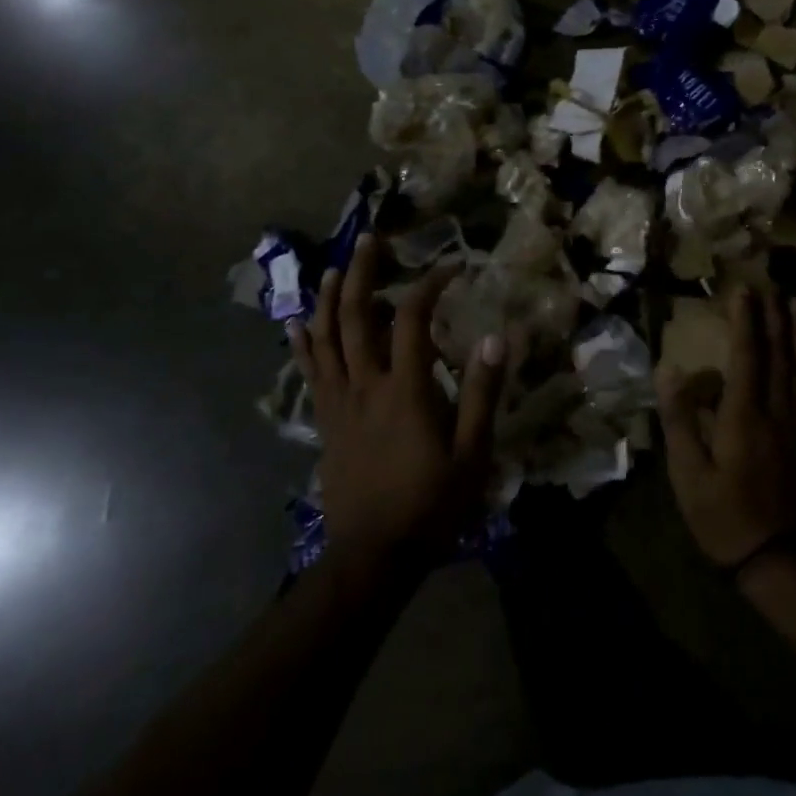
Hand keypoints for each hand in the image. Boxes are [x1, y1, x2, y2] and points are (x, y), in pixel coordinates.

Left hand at [289, 234, 505, 571]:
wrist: (373, 555)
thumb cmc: (430, 505)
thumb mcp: (472, 453)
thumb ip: (481, 392)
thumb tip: (497, 336)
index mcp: (404, 389)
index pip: (412, 319)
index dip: (428, 285)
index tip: (449, 267)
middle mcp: (365, 385)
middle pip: (356, 316)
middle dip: (360, 273)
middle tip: (367, 240)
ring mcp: (338, 403)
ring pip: (326, 339)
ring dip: (327, 299)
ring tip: (332, 269)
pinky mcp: (324, 422)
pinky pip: (310, 372)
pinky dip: (304, 343)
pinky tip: (299, 323)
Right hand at [656, 286, 795, 570]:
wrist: (783, 559)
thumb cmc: (725, 517)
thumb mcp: (688, 475)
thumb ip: (679, 420)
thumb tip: (669, 371)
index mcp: (742, 416)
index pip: (745, 356)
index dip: (744, 321)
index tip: (743, 291)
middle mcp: (777, 411)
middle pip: (778, 354)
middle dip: (774, 318)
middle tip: (773, 286)